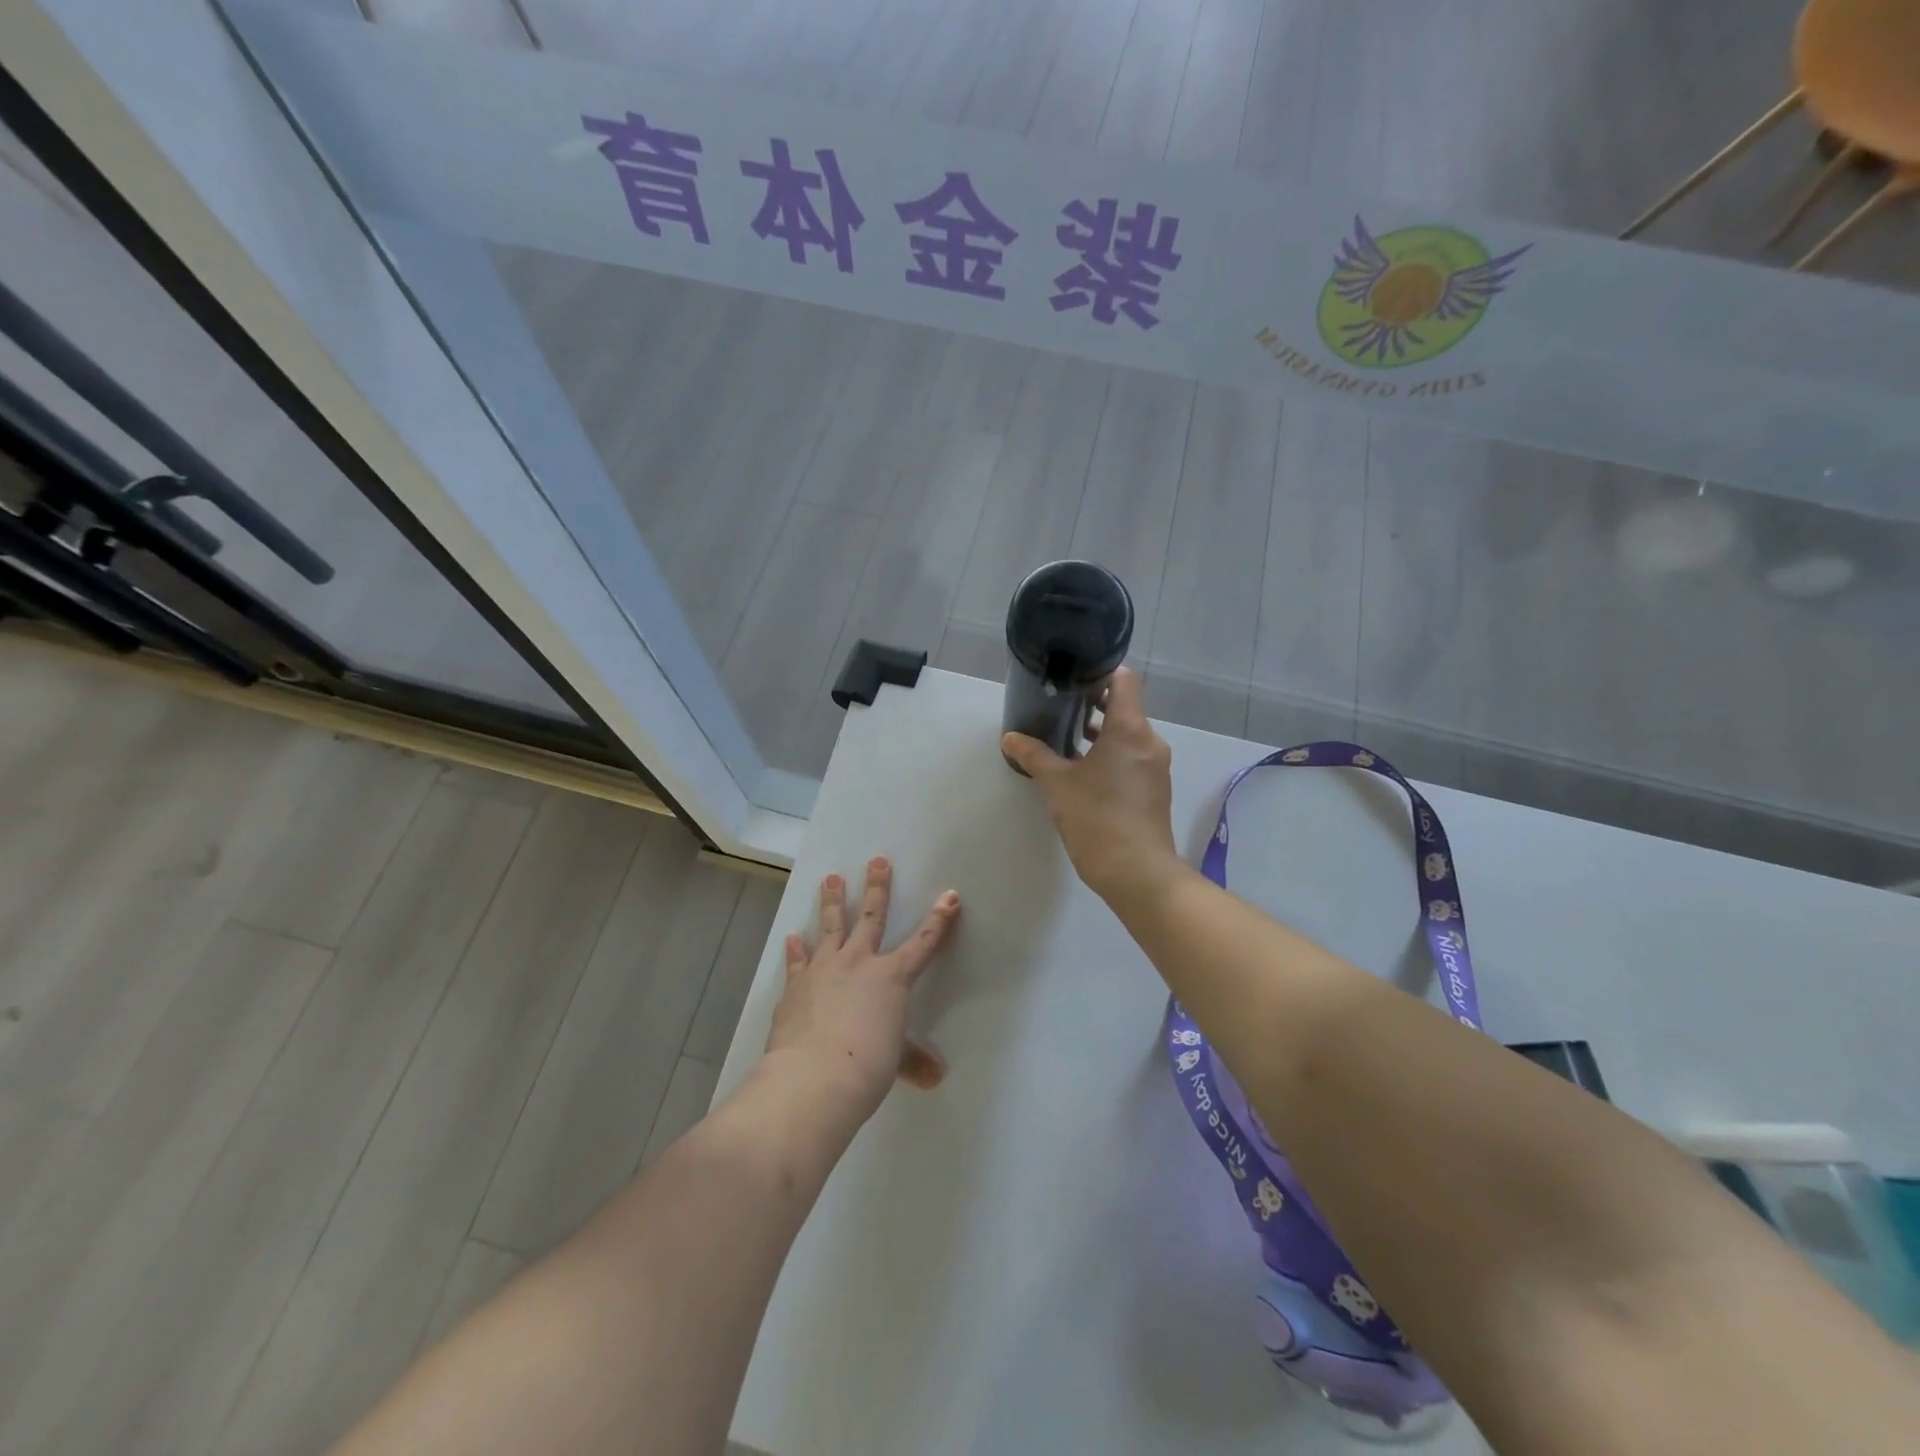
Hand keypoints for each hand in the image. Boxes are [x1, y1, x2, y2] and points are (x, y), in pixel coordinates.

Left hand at [763, 858, 960, 1123]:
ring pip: (830, 926)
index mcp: (891, 978)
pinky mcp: (797, 985)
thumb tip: (935, 1078)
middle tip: (877, 860)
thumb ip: (912, 1061)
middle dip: (877, 887)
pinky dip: (795, 949)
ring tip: (831, 878)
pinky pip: (798, 961)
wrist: (815, 1077)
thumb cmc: (868, 1066)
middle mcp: (859, 963)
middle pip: (871, 917)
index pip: (923, 944)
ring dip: (832, 901)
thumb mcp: (895, 1061)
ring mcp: (825, 969)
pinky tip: (792, 937)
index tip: (950, 895)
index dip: (939, 920)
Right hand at [1001, 667, 1180, 905]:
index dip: (1100, 673)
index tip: (1073, 680)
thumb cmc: (1097, 819)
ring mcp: (1156, 767)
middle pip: (1125, 707)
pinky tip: (1084, 772)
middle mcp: (1149, 741)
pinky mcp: (1154, 789)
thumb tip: (1010, 738)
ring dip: (1101, 734)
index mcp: (1129, 729)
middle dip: (1093, 706)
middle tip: (1059, 709)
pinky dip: (1111, 755)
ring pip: (1128, 735)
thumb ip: (1034, 756)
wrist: (1137, 873)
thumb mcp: (1057, 785)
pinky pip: (1133, 758)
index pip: (1124, 680)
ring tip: (1066, 740)